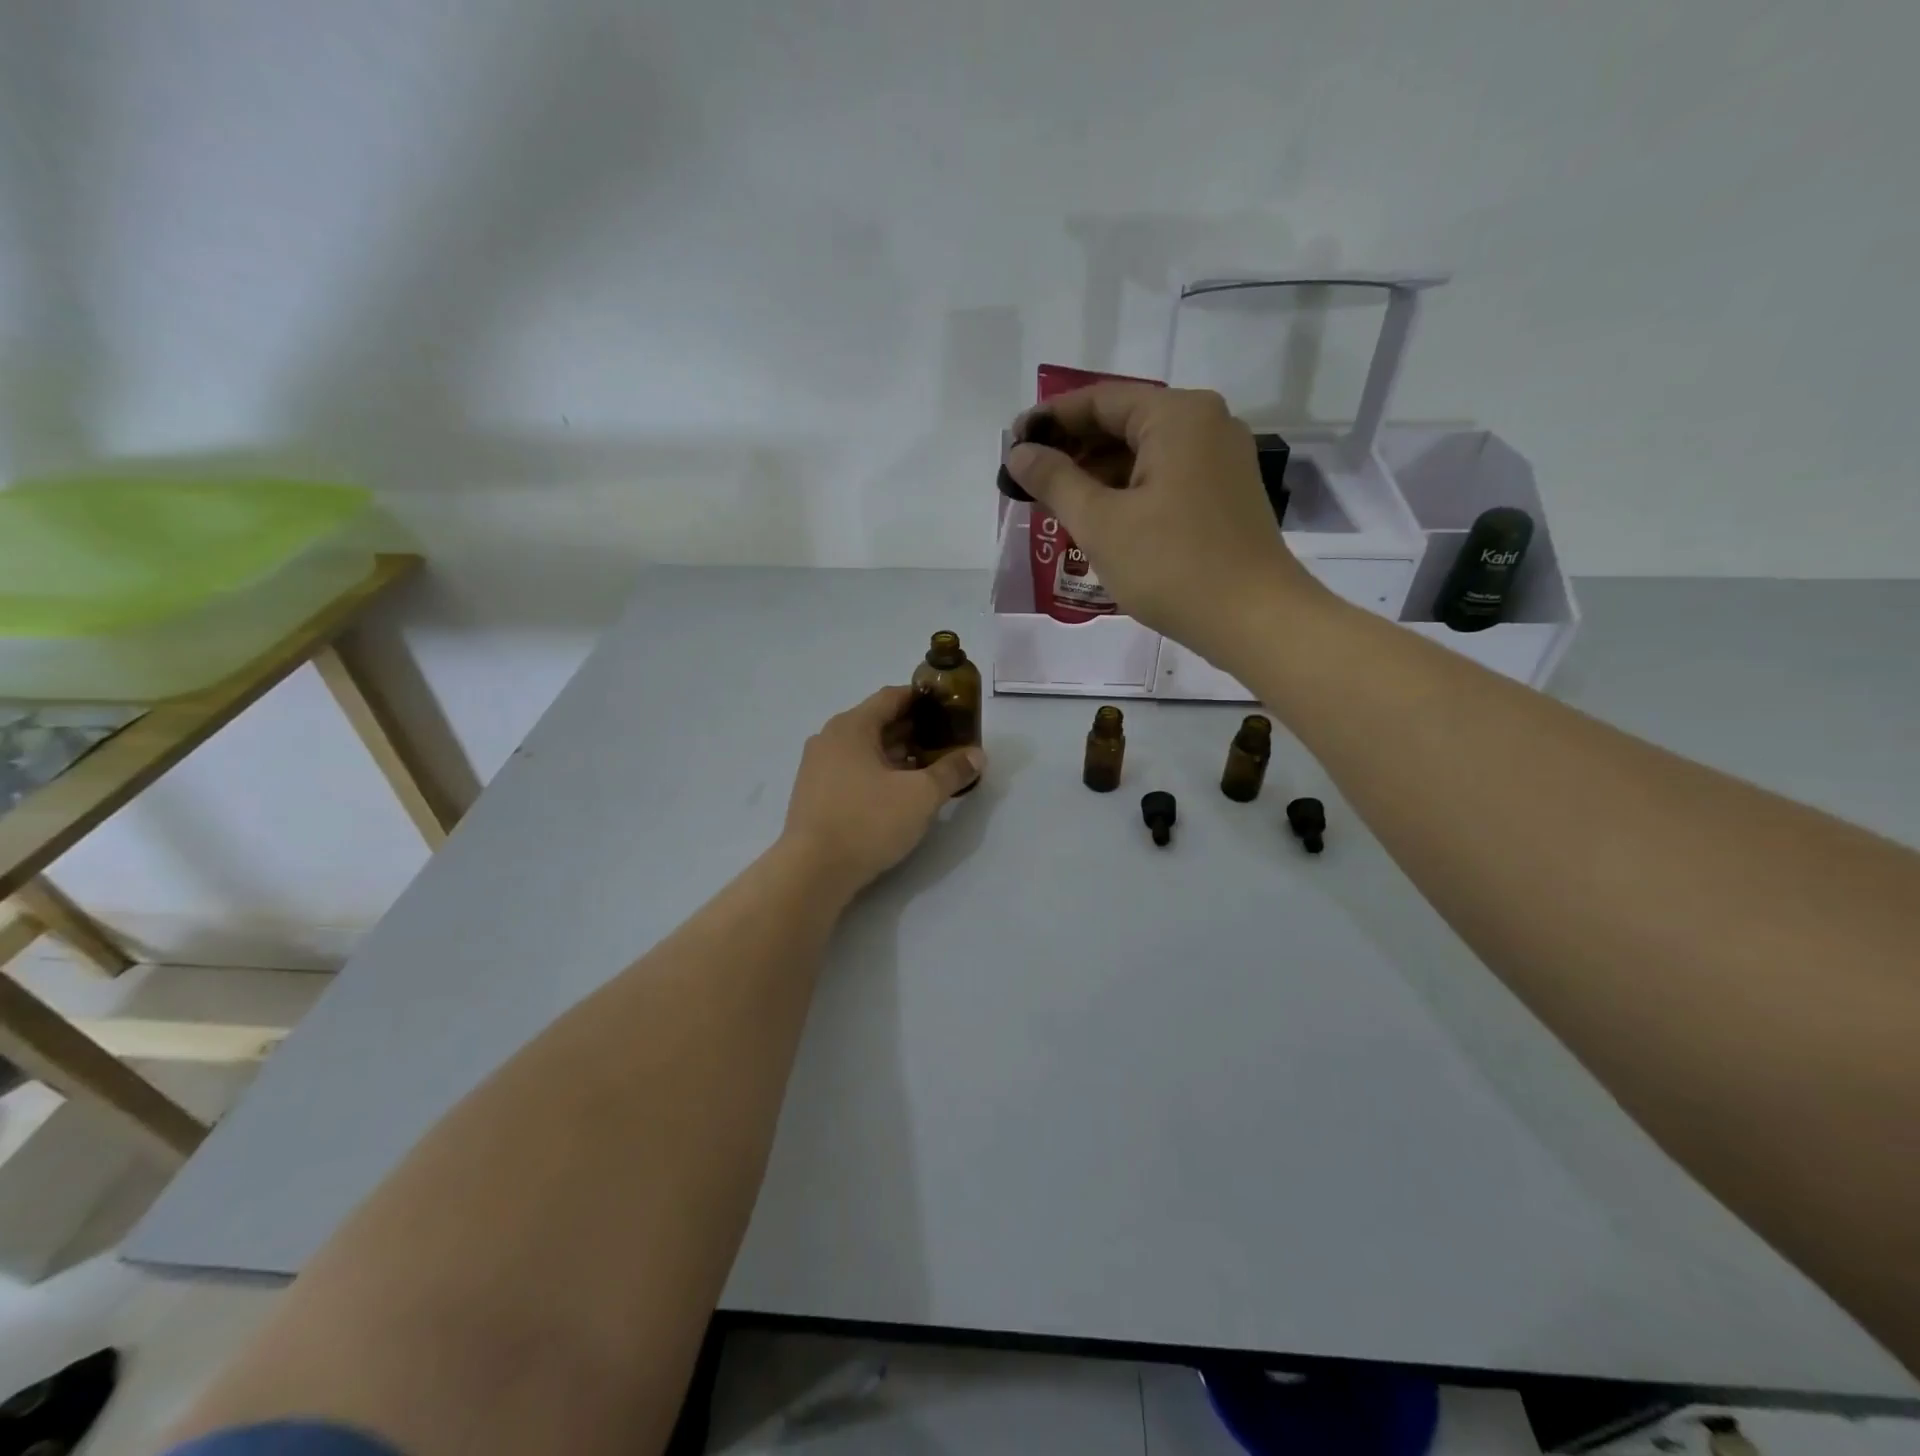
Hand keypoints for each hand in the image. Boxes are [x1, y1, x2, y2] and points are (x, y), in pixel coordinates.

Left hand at [782, 686, 985, 896]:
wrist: (813, 872)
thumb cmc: (868, 821)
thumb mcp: (921, 795)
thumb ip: (951, 771)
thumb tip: (977, 755)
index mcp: (852, 726)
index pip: (892, 697)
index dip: (924, 700)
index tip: (950, 709)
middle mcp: (830, 739)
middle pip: (878, 722)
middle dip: (914, 730)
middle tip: (947, 742)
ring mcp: (817, 767)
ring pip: (865, 750)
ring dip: (897, 755)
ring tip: (929, 769)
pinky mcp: (815, 794)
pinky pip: (853, 771)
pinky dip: (878, 773)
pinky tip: (899, 793)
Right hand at [1004, 384, 1329, 669]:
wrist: (1254, 619)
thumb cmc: (1171, 566)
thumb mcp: (1100, 523)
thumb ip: (1054, 481)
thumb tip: (1019, 453)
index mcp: (1177, 415)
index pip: (1100, 400)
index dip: (1050, 420)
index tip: (1013, 446)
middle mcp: (1206, 423)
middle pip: (1124, 422)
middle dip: (1074, 449)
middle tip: (1030, 481)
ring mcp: (1221, 459)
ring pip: (1144, 453)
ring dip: (1099, 474)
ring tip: (1057, 504)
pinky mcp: (1225, 493)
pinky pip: (1165, 477)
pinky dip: (1129, 490)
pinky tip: (1100, 519)